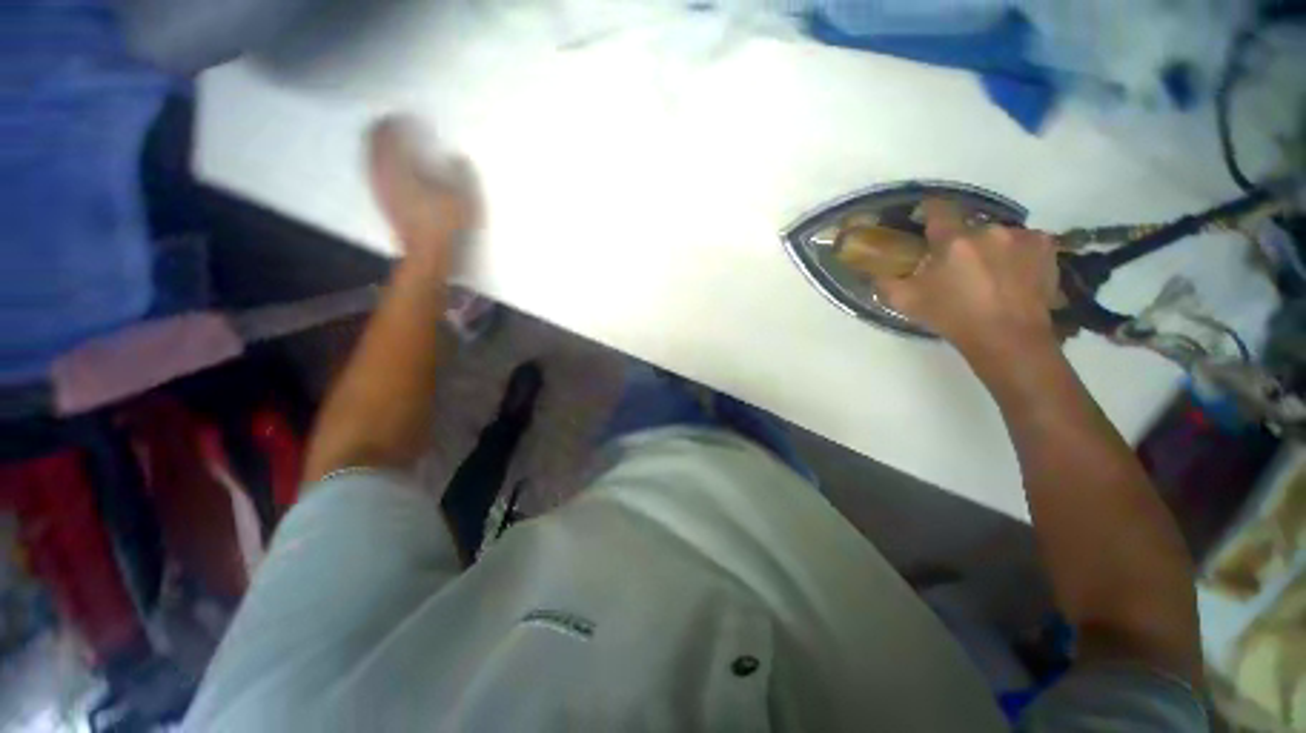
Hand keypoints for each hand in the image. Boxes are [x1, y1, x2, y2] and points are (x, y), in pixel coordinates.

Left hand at [367, 115, 478, 274]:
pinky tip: (405, 171)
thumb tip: (456, 158)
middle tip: (405, 126)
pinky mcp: (385, 203)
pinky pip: (378, 173)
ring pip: (374, 157)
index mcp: (399, 167)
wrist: (430, 258)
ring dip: (386, 147)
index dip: (402, 121)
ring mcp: (381, 190)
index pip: (389, 131)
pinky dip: (387, 165)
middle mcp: (382, 173)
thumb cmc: (448, 227)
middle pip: (375, 140)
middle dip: (388, 130)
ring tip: (404, 145)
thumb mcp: (466, 198)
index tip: (416, 119)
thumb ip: (463, 174)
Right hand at [877, 199, 1059, 363]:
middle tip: (958, 266)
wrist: (1008, 338)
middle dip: (961, 242)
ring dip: (990, 247)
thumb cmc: (952, 318)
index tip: (925, 218)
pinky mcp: (1046, 246)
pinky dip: (1016, 253)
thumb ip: (885, 282)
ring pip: (997, 234)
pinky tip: (1013, 274)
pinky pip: (1024, 242)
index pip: (938, 208)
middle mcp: (989, 230)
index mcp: (953, 241)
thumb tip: (876, 272)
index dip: (929, 210)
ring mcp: (1022, 236)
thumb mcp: (906, 303)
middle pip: (969, 227)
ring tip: (989, 274)